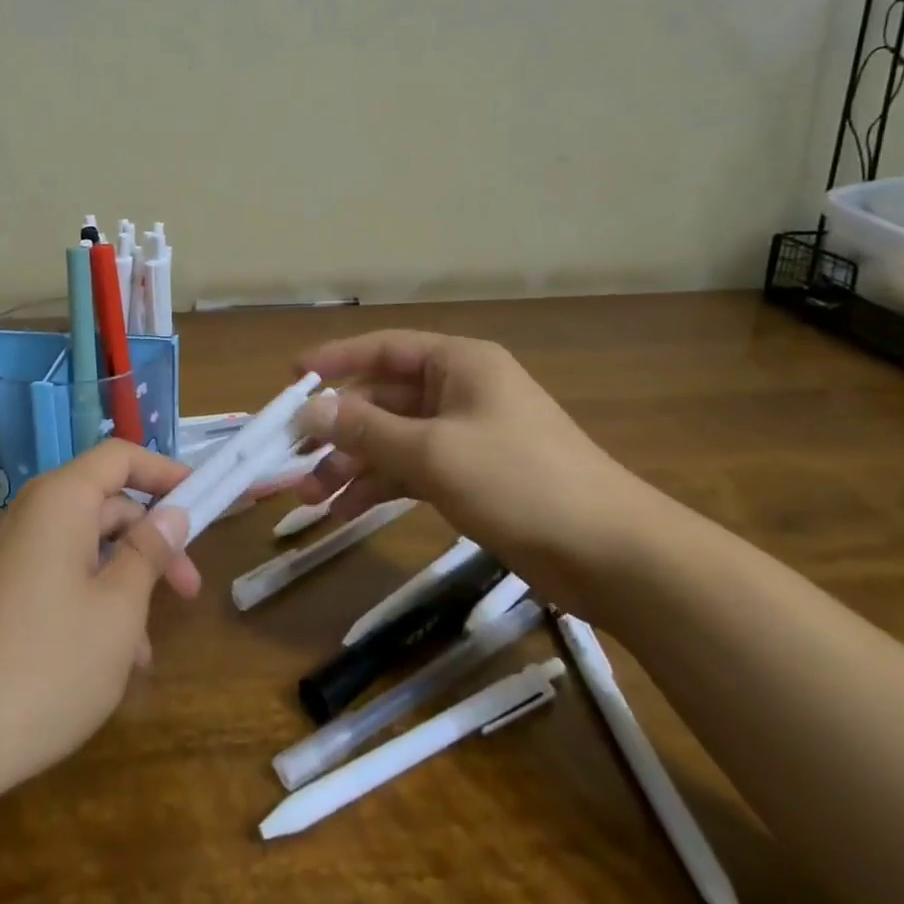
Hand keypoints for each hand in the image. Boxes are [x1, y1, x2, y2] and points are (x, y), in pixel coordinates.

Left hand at [0, 440, 197, 805]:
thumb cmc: (43, 664)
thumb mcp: (117, 610)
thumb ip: (148, 553)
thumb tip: (170, 514)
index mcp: (60, 500)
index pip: (121, 457)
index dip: (166, 472)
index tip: (204, 502)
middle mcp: (30, 516)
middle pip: (106, 505)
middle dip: (152, 542)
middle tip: (189, 590)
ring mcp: (8, 558)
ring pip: (84, 551)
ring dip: (125, 585)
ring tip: (147, 649)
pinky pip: (57, 581)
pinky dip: (91, 605)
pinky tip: (107, 663)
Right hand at [291, 330, 664, 612]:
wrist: (612, 554)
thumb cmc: (519, 481)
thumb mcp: (433, 452)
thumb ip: (365, 429)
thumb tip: (307, 410)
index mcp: (458, 363)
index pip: (383, 349)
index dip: (334, 360)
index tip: (291, 378)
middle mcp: (459, 390)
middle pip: (383, 398)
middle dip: (338, 428)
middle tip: (293, 456)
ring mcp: (466, 435)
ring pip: (393, 438)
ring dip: (352, 463)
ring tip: (310, 497)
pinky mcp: (472, 476)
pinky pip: (412, 469)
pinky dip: (380, 486)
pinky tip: (345, 511)